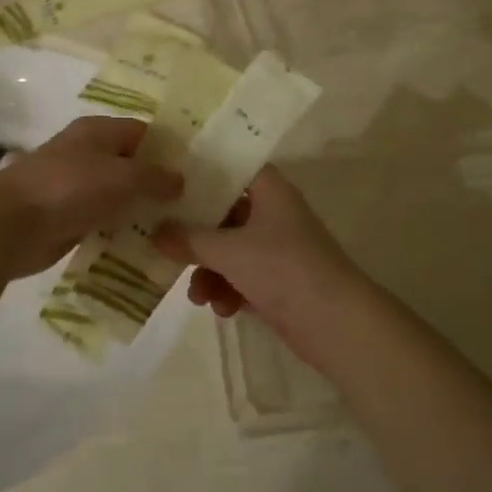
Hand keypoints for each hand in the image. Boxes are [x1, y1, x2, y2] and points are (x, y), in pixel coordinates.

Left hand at [0, 115, 181, 277]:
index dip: (169, 150)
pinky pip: (102, 219)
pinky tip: (143, 246)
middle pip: (130, 164)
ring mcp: (75, 186)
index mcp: (98, 131)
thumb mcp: (122, 177)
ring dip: (139, 210)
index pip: (143, 132)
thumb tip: (180, 180)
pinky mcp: (66, 216)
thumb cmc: (69, 188)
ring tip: (174, 228)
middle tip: (191, 205)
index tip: (197, 172)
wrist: (10, 225)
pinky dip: (119, 229)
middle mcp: (87, 153)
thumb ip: (155, 178)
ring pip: (117, 194)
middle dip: (157, 183)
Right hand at [151, 167, 367, 355]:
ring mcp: (277, 249)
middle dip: (197, 234)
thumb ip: (189, 239)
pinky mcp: (279, 282)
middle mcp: (274, 214)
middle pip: (225, 212)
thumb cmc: (283, 269)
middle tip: (165, 243)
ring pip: (230, 250)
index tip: (169, 178)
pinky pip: (242, 277)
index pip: (232, 167)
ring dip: (209, 271)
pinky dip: (228, 290)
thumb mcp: (229, 251)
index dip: (203, 171)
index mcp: (270, 191)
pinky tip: (219, 309)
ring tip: (196, 295)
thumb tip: (155, 231)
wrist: (337, 324)